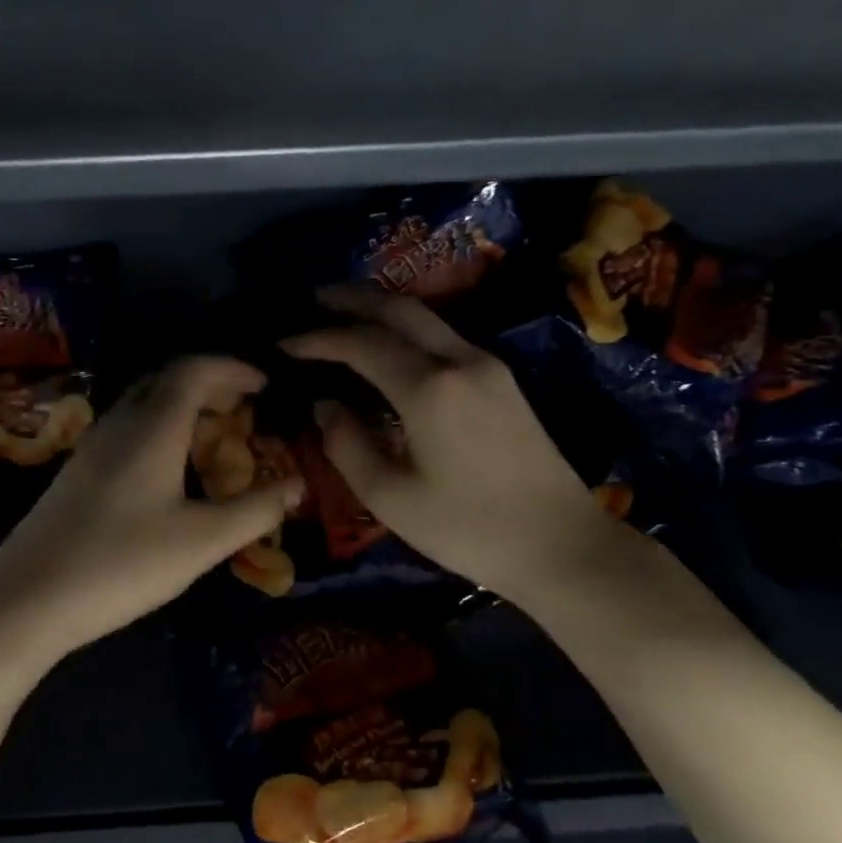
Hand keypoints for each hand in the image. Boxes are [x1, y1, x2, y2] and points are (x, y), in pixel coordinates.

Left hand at [0, 357, 302, 664]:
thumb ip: (255, 511)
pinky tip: (170, 468)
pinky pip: (128, 429)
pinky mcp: (78, 473)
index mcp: (152, 427)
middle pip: (167, 380)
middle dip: (210, 383)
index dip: (234, 369)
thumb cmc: (123, 564)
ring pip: (144, 405)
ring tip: (214, 434)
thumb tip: (298, 486)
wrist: (28, 597)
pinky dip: (160, 430)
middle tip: (245, 407)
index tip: (266, 384)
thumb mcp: (201, 541)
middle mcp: (119, 424)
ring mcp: (92, 447)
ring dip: (183, 406)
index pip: (194, 370)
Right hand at [283, 285, 609, 597]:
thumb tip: (325, 404)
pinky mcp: (502, 381)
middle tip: (313, 300)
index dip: (318, 339)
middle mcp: (460, 361)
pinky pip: (444, 338)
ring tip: (343, 317)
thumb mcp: (390, 497)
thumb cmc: (467, 528)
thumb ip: (347, 445)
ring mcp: (488, 366)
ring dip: (382, 311)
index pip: (362, 344)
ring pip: (426, 319)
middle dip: (352, 299)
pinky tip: (389, 348)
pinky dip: (407, 332)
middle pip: (400, 310)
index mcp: (429, 388)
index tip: (283, 344)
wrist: (558, 543)